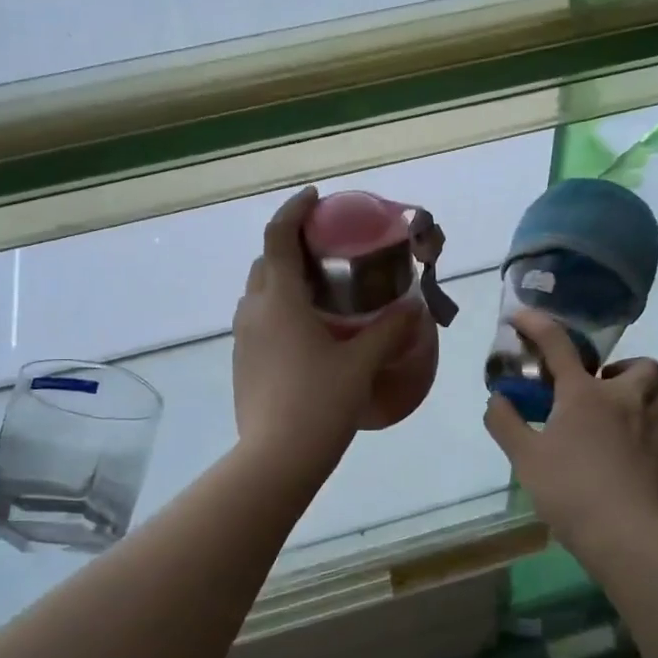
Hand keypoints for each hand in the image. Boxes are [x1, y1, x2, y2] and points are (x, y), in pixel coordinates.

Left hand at [231, 187, 417, 476]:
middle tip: (327, 249)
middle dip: (290, 244)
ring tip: (320, 289)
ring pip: (259, 291)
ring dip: (283, 278)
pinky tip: (308, 331)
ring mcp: (243, 338)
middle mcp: (254, 311)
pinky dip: (279, 308)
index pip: (278, 236)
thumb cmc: (319, 403)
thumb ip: (389, 330)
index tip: (315, 197)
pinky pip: (259, 319)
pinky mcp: (243, 362)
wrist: (275, 460)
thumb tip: (415, 306)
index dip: (294, 210)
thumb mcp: (361, 364)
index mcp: (279, 300)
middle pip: (265, 262)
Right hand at [484, 309, 657, 558]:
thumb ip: (505, 422)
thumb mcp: (524, 457)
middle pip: (641, 364)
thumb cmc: (568, 490)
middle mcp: (625, 398)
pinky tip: (656, 436)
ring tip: (634, 410)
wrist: (622, 533)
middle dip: (624, 369)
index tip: (520, 316)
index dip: (536, 324)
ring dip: (651, 393)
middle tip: (604, 388)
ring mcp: (657, 423)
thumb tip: (496, 398)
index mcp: (583, 394)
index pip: (557, 344)